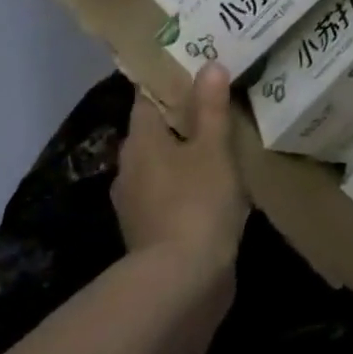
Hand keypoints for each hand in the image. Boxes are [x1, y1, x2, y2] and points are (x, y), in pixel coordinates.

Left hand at [112, 66, 247, 280]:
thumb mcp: (212, 149)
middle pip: (155, 130)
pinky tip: (216, 187)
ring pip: (163, 164)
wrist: (180, 288)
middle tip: (217, 100)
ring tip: (222, 141)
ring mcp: (137, 204)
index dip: (170, 79)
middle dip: (183, 117)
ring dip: (187, 154)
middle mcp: (130, 167)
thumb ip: (211, 107)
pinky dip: (189, 186)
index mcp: (140, 140)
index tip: (195, 65)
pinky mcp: (150, 234)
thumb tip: (209, 65)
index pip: (148, 96)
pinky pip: (170, 195)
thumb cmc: (196, 204)